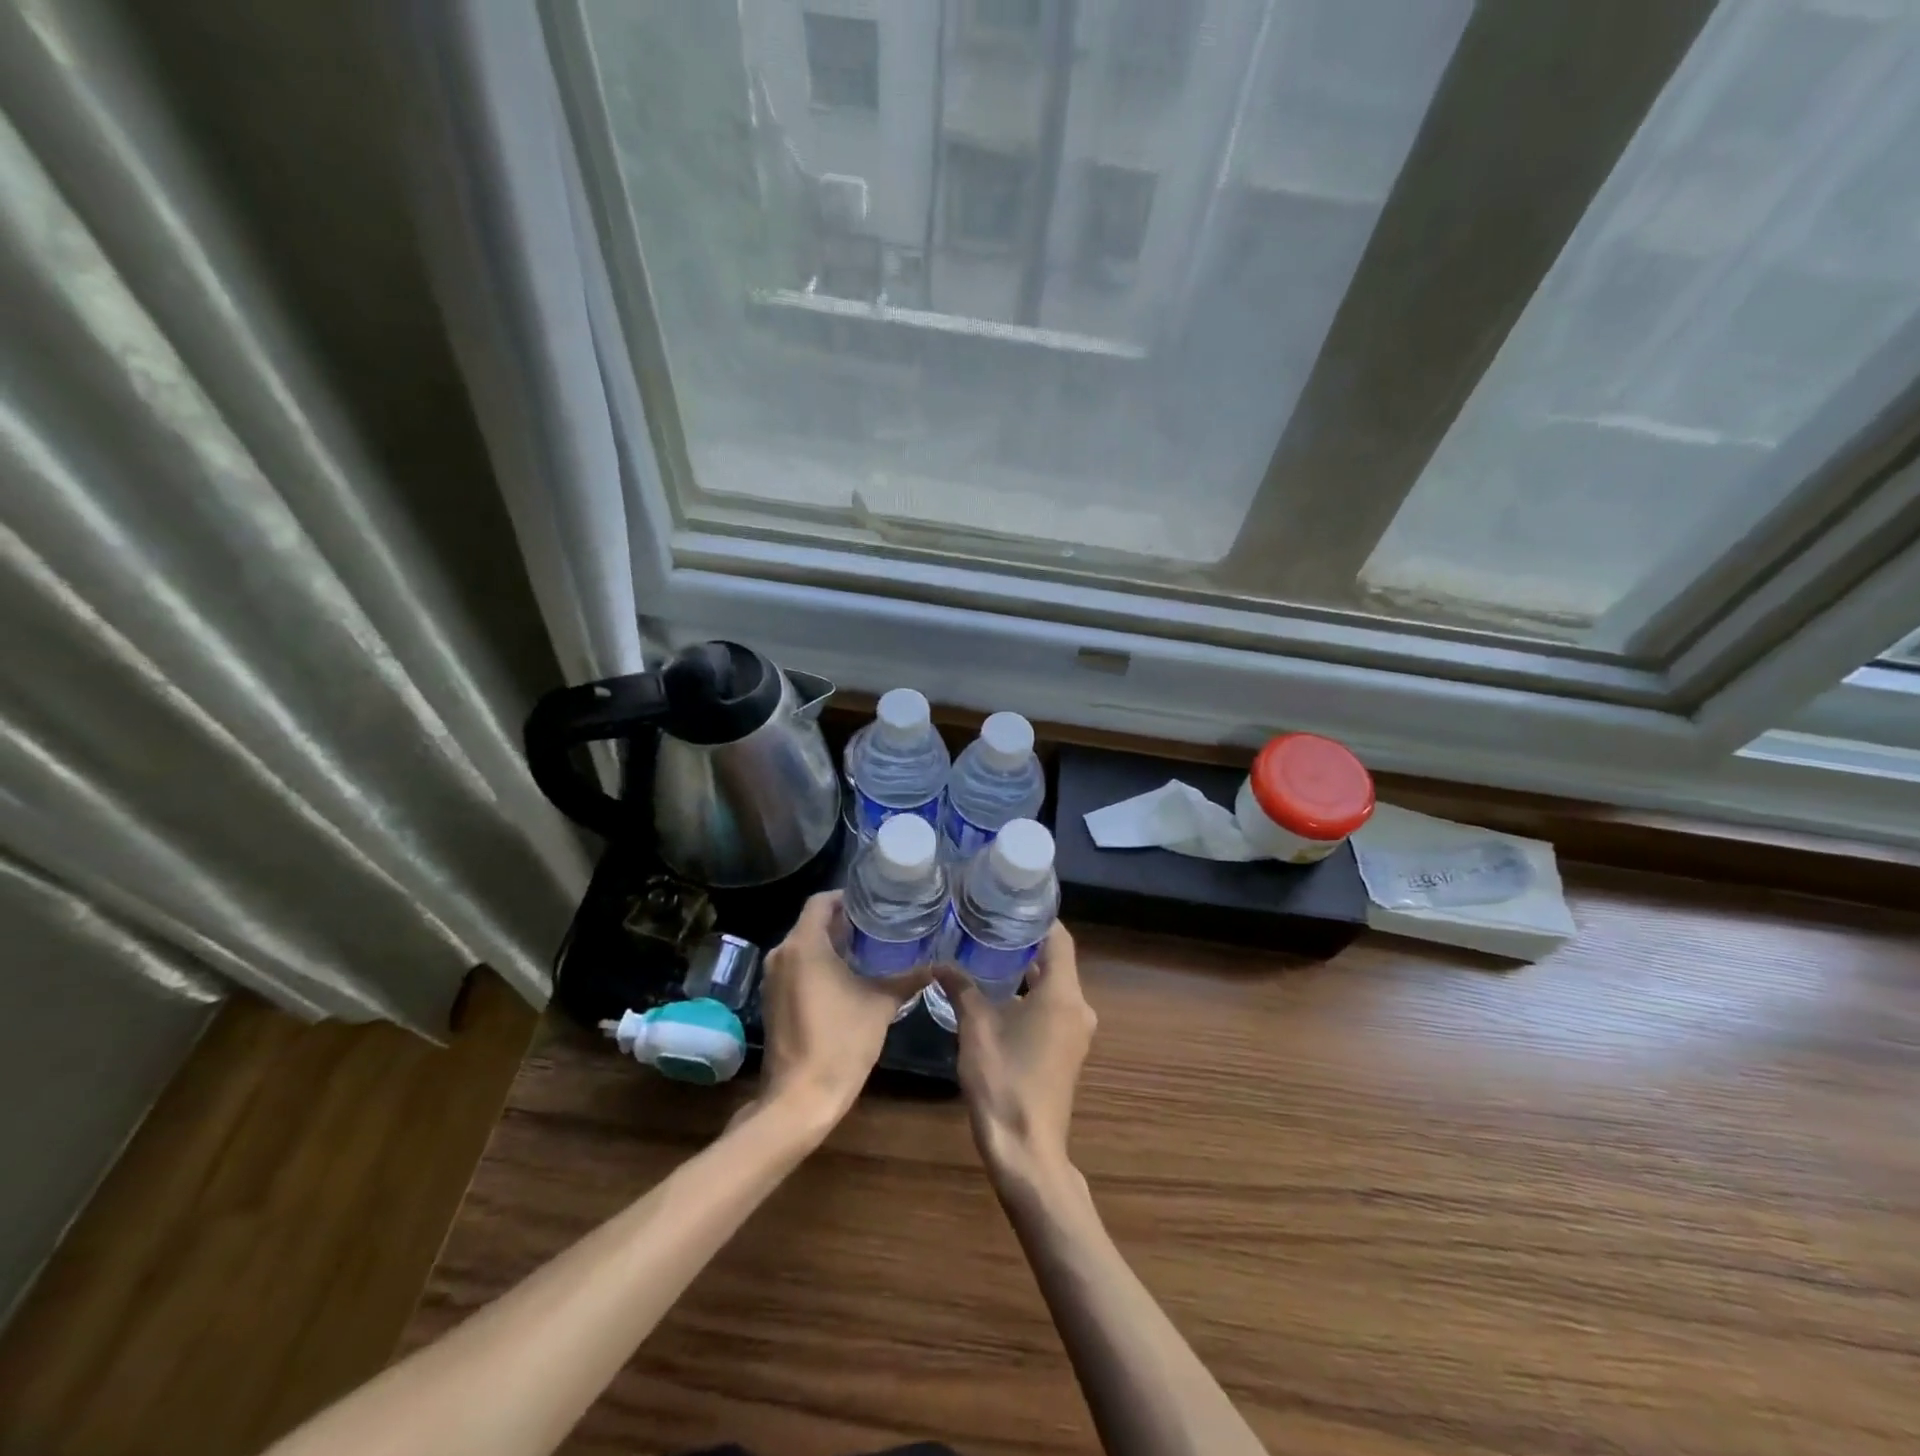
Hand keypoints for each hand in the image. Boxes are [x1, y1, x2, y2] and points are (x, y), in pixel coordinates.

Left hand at [755, 891, 924, 1132]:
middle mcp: (782, 954)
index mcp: (804, 945)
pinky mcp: (772, 999)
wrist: (800, 1097)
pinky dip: (818, 964)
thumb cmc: (841, 1042)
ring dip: (830, 944)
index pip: (821, 901)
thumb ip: (908, 979)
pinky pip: (796, 966)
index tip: (874, 903)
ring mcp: (773, 978)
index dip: (847, 897)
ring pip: (803, 945)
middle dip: (843, 921)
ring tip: (867, 948)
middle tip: (878, 925)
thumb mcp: (881, 1004)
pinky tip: (846, 976)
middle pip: (812, 922)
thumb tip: (938, 965)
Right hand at [937, 922, 1096, 1185]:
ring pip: (1052, 986)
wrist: (1026, 1150)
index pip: (1059, 938)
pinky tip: (997, 993)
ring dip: (1025, 970)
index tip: (1008, 903)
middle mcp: (1078, 1008)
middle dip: (1023, 942)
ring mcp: (1075, 1032)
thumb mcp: (976, 1027)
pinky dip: (1029, 995)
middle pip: (1056, 960)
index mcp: (1063, 994)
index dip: (1036, 917)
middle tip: (987, 924)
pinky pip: (1051, 1008)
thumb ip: (961, 988)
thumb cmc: (1004, 1081)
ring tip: (986, 952)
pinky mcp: (1067, 1051)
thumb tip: (940, 962)